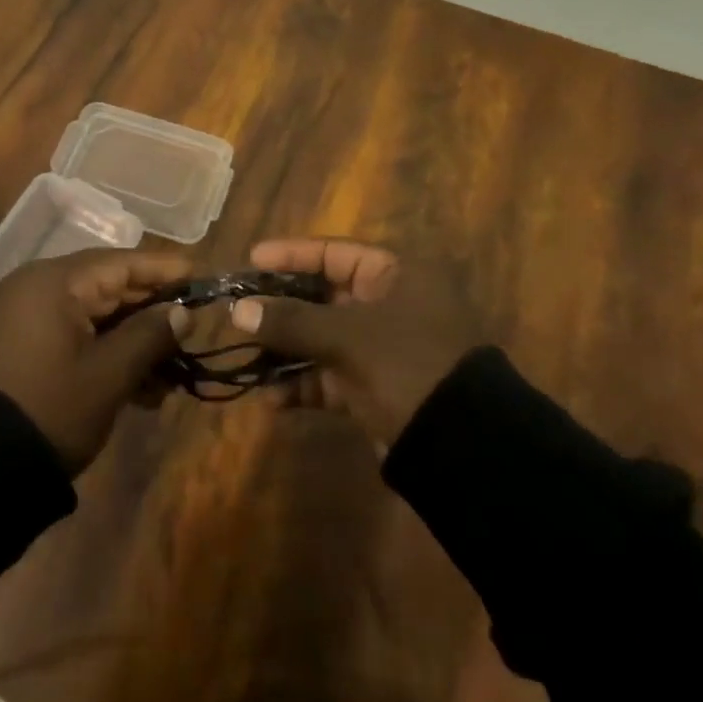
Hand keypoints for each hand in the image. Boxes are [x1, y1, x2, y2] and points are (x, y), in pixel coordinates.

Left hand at [0, 249, 192, 472]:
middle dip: (152, 314)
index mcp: (53, 282)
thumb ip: (150, 336)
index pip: (121, 263)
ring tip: (170, 378)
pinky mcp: (25, 345)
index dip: (164, 270)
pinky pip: (77, 335)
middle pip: (109, 288)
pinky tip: (141, 389)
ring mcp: (28, 317)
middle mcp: (38, 288)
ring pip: (96, 316)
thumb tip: (182, 313)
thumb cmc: (50, 409)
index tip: (202, 275)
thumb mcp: (109, 375)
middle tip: (192, 331)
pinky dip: (107, 355)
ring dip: (133, 342)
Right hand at [230, 239, 487, 446]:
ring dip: (285, 350)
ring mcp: (382, 349)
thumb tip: (237, 310)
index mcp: (394, 276)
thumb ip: (291, 321)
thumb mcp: (347, 337)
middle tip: (240, 311)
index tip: (252, 259)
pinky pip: (329, 377)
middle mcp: (389, 305)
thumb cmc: (407, 365)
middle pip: (322, 296)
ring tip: (247, 359)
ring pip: (321, 338)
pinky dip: (302, 386)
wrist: (465, 449)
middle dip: (280, 308)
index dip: (291, 255)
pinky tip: (272, 400)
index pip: (333, 253)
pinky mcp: (376, 389)